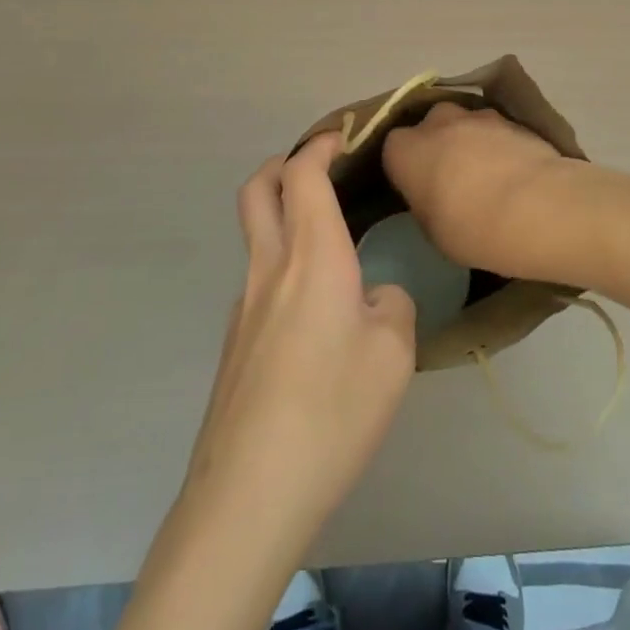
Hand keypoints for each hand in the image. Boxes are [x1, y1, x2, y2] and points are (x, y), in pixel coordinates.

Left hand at [183, 132, 416, 541]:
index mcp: (312, 255)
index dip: (321, 145)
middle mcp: (270, 267)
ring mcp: (244, 305)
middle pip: (257, 188)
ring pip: (255, 234)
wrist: (249, 493)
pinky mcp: (236, 342)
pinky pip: (260, 280)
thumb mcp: (393, 354)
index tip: (344, 136)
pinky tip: (316, 314)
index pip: (303, 174)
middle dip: (284, 163)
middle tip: (320, 169)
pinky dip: (284, 264)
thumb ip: (391, 306)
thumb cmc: (332, 410)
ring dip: (282, 214)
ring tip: (330, 242)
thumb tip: (373, 297)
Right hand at [381, 103, 564, 275]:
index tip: (419, 190)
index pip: (394, 151)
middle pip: (430, 127)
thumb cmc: (472, 228)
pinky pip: (497, 130)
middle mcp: (437, 122)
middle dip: (439, 146)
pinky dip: (500, 145)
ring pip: (466, 124)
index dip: (407, 170)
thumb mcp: (433, 231)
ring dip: (471, 142)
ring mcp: (477, 115)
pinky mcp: (513, 119)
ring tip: (490, 176)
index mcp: (405, 150)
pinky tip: (514, 172)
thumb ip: (426, 204)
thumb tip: (435, 198)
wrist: (536, 207)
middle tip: (453, 179)